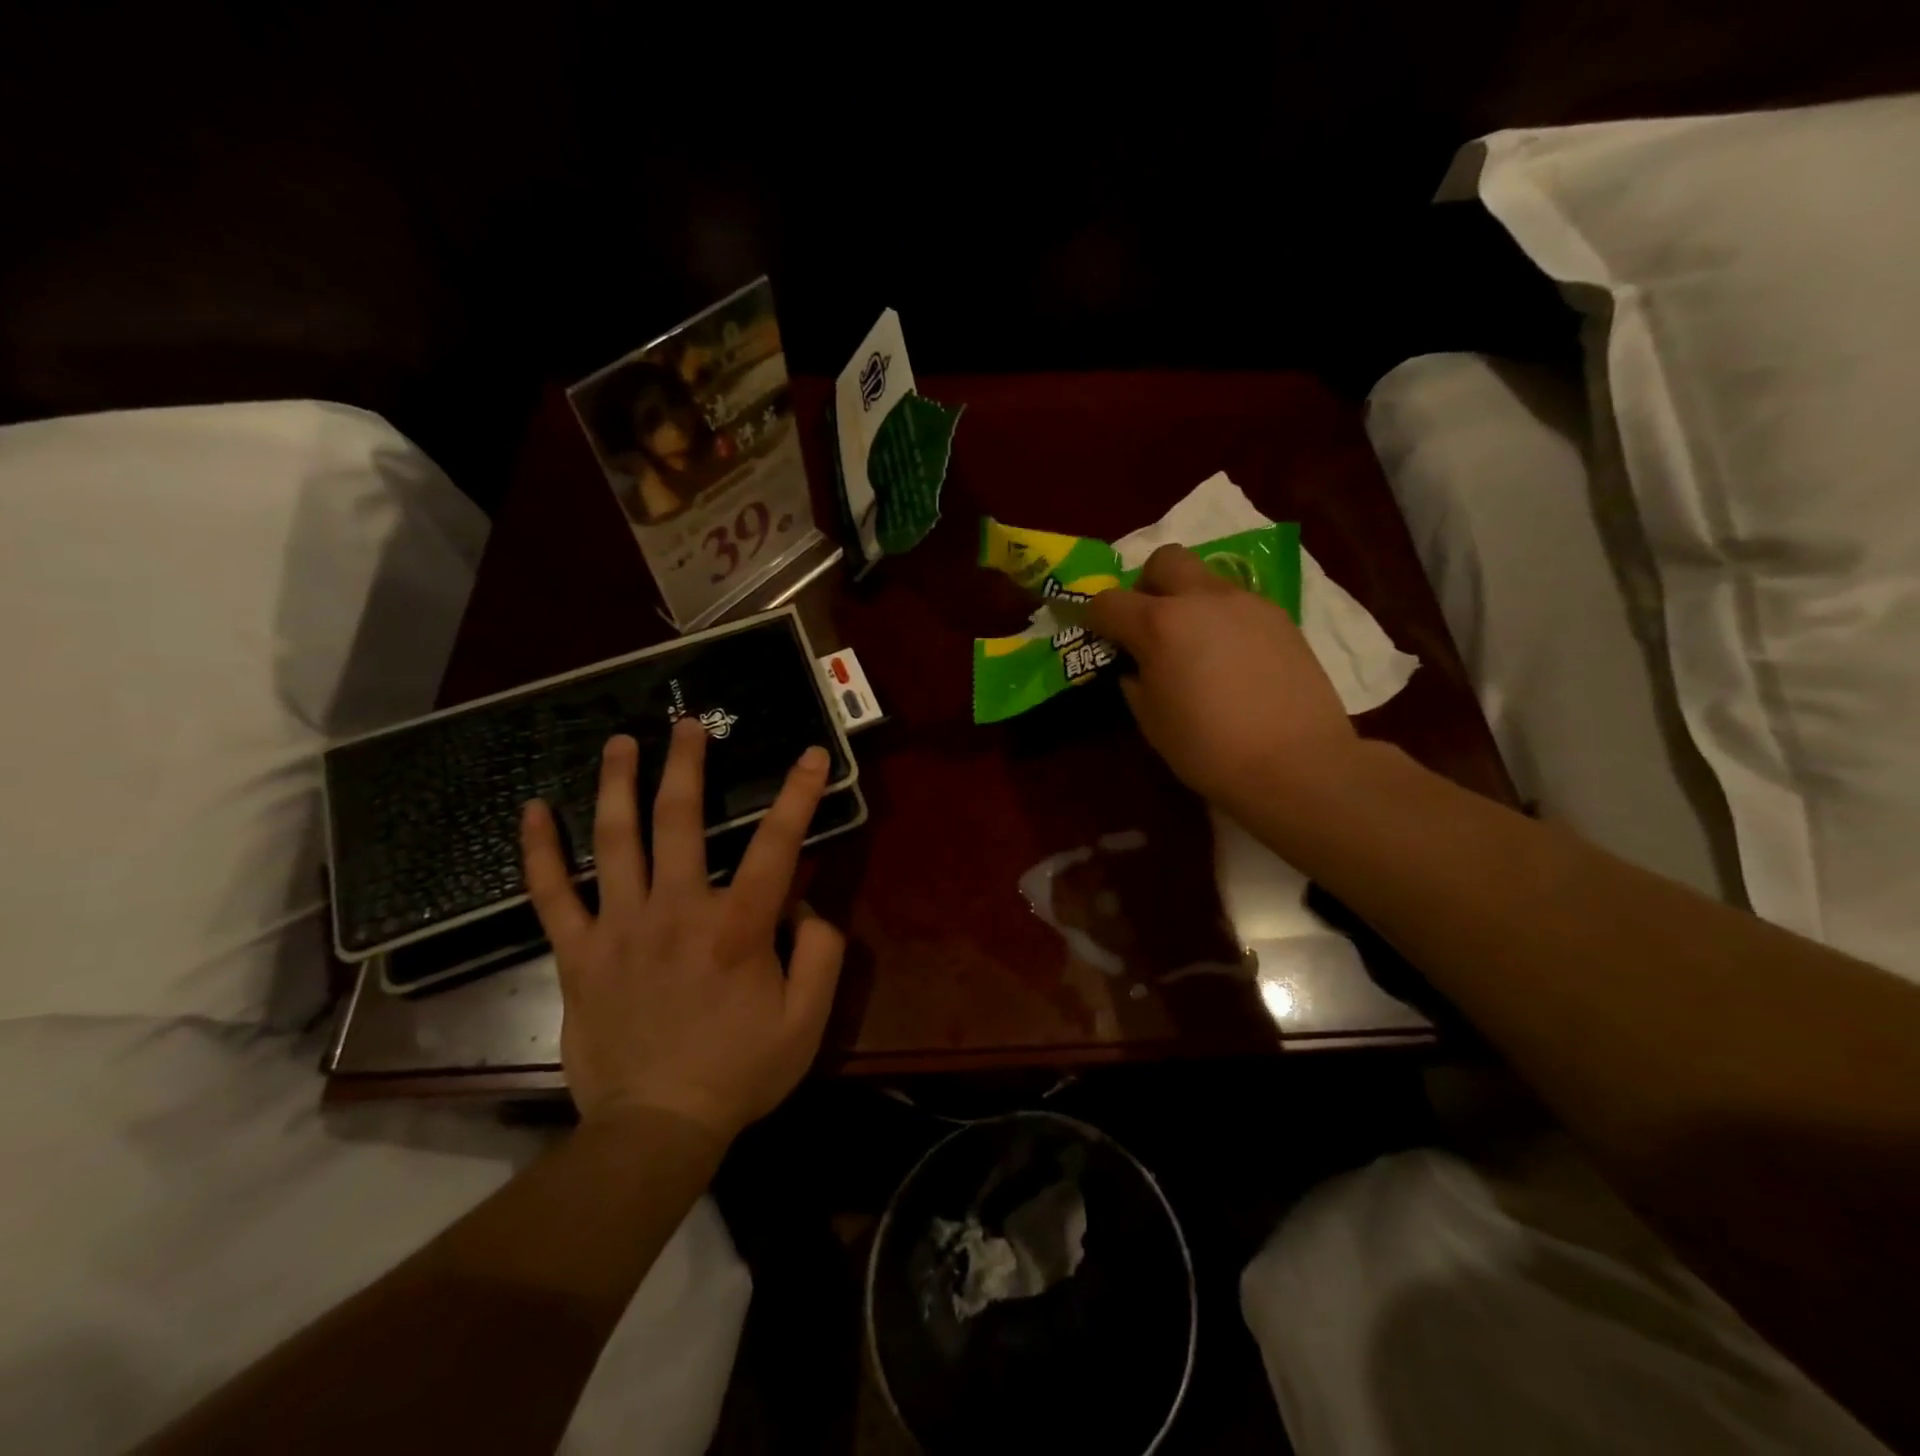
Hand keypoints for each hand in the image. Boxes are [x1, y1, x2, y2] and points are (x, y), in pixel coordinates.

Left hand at [519, 718, 844, 1142]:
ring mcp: (619, 929)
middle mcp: (676, 911)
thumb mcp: (807, 1021)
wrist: (656, 1128)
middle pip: (680, 821)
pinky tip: (534, 811)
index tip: (809, 755)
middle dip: (688, 765)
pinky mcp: (578, 954)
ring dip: (619, 784)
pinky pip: (551, 895)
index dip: (798, 794)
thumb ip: (821, 954)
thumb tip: (807, 907)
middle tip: (688, 724)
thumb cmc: (739, 1072)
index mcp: (737, 927)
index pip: (777, 844)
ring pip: (616, 841)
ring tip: (621, 742)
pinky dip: (540, 851)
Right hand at [1085, 545, 1363, 826]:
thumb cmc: (1208, 749)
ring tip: (1195, 647)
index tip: (1094, 633)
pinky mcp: (1281, 617)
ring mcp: (1247, 603)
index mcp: (1159, 624)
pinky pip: (1238, 604)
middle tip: (1149, 625)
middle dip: (1146, 585)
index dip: (1092, 616)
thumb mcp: (1151, 721)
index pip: (1108, 602)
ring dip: (1188, 601)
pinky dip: (1222, 620)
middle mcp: (1202, 599)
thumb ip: (1136, 682)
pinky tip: (1231, 660)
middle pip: (1164, 560)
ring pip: (1206, 579)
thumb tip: (1138, 667)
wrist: (1296, 764)